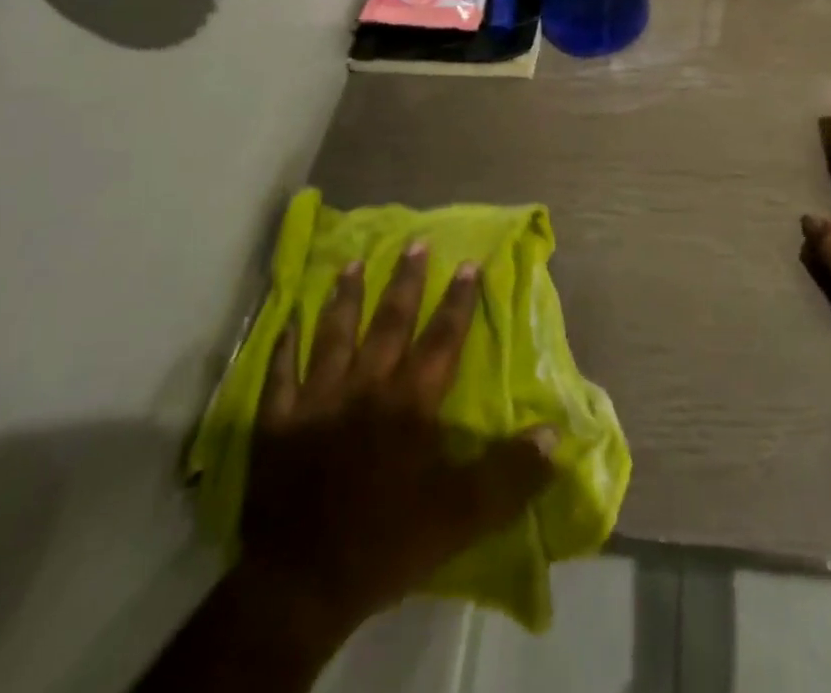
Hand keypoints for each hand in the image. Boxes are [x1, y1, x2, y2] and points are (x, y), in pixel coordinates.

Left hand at [239, 243, 556, 630]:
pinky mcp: (276, 425)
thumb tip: (554, 436)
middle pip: (389, 322)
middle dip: (405, 281)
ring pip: (334, 334)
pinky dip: (283, 346)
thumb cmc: (387, 543)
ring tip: (352, 264)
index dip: (458, 300)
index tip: (470, 263)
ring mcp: (316, 401)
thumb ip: (510, 473)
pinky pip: (279, 375)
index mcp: (410, 402)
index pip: (442, 338)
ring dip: (345, 297)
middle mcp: (365, 386)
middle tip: (414, 242)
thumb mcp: (462, 516)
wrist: (300, 587)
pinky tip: (287, 321)